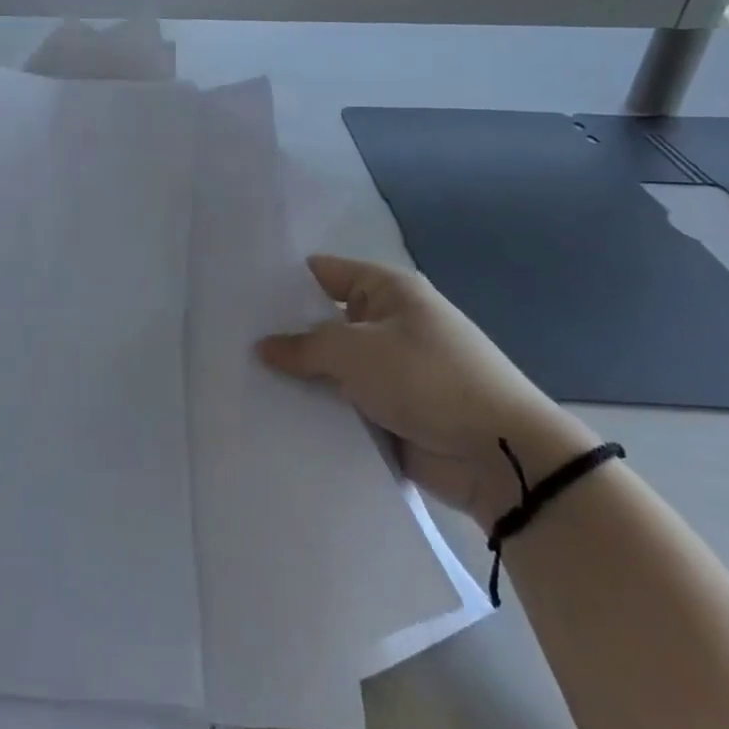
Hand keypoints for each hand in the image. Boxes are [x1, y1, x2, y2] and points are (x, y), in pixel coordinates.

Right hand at [257, 255, 593, 528]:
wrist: (499, 455)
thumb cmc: (426, 379)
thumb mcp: (354, 350)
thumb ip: (303, 345)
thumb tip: (263, 346)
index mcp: (388, 291)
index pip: (323, 272)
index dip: (283, 281)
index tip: (238, 293)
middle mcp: (389, 324)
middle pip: (323, 320)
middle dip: (284, 332)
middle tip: (229, 338)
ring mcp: (391, 370)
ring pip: (332, 366)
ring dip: (300, 376)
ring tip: (241, 376)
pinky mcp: (392, 412)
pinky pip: (345, 404)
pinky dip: (319, 409)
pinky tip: (275, 412)